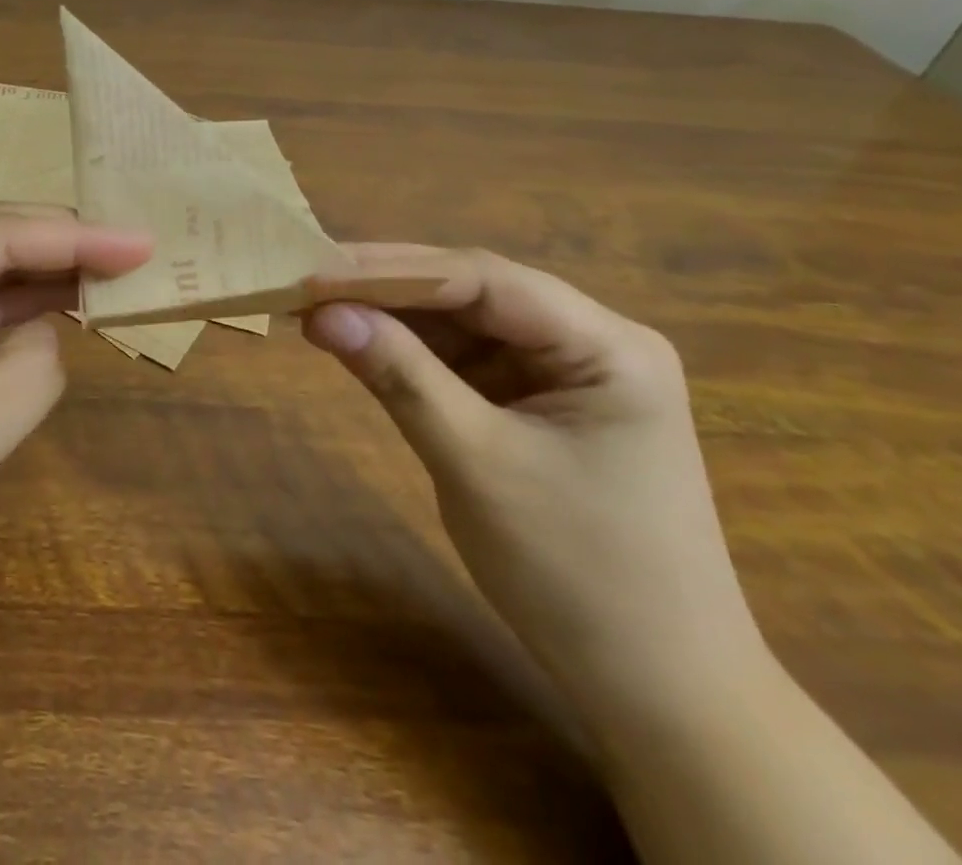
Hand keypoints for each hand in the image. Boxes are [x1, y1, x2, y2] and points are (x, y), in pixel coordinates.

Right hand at [304, 245, 768, 729]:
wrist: (656, 691)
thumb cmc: (578, 575)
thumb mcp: (476, 463)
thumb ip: (400, 376)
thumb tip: (321, 314)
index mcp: (606, 346)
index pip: (483, 281)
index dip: (392, 270)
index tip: (315, 271)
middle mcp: (587, 341)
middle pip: (471, 293)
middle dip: (386, 287)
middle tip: (305, 281)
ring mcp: (559, 372)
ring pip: (461, 323)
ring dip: (390, 317)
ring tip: (315, 307)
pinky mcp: (533, 403)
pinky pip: (461, 360)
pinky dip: (407, 352)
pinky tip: (358, 342)